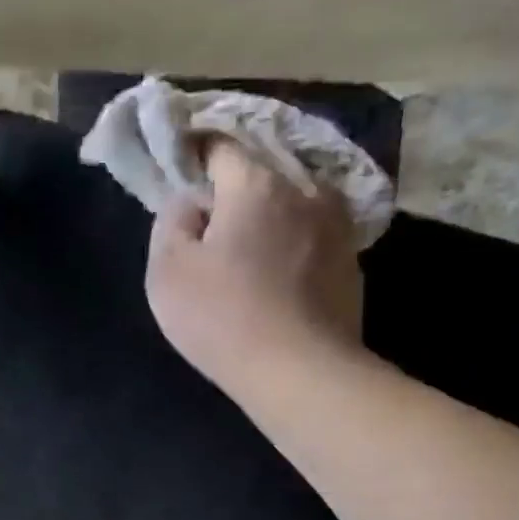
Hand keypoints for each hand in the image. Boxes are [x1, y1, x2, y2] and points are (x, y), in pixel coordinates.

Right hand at [146, 139, 361, 402]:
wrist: (299, 371)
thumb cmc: (222, 317)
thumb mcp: (167, 270)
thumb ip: (170, 221)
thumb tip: (189, 201)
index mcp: (255, 184)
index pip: (220, 148)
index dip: (194, 160)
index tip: (179, 182)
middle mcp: (304, 190)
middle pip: (260, 175)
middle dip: (232, 194)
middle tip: (209, 227)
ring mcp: (337, 225)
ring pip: (291, 206)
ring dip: (267, 220)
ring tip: (246, 253)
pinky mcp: (351, 263)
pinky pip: (311, 239)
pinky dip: (292, 248)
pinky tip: (276, 279)